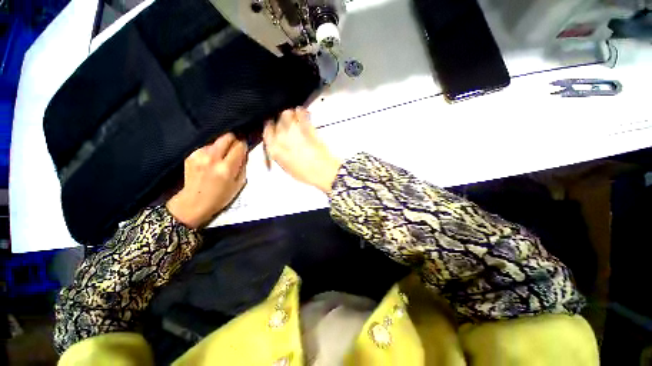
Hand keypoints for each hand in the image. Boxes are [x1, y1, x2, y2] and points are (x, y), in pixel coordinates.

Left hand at [166, 133, 247, 228]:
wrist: (193, 203)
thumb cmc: (221, 196)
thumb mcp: (239, 183)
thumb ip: (243, 166)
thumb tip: (244, 153)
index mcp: (226, 168)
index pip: (239, 146)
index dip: (244, 146)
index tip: (244, 149)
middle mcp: (212, 158)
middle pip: (227, 137)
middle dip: (234, 140)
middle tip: (235, 148)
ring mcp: (199, 155)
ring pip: (216, 141)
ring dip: (222, 147)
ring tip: (221, 158)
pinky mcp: (191, 155)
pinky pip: (207, 146)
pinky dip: (212, 151)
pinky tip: (210, 161)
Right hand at [263, 108, 340, 192]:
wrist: (322, 171)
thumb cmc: (306, 173)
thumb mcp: (287, 167)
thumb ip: (280, 154)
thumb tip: (279, 145)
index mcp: (274, 150)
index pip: (267, 132)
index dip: (271, 128)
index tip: (275, 127)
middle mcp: (280, 137)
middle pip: (276, 121)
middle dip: (281, 121)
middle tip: (288, 123)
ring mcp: (293, 130)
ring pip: (286, 113)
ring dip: (290, 114)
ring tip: (296, 118)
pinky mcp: (306, 126)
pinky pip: (301, 113)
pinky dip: (302, 112)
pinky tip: (305, 114)